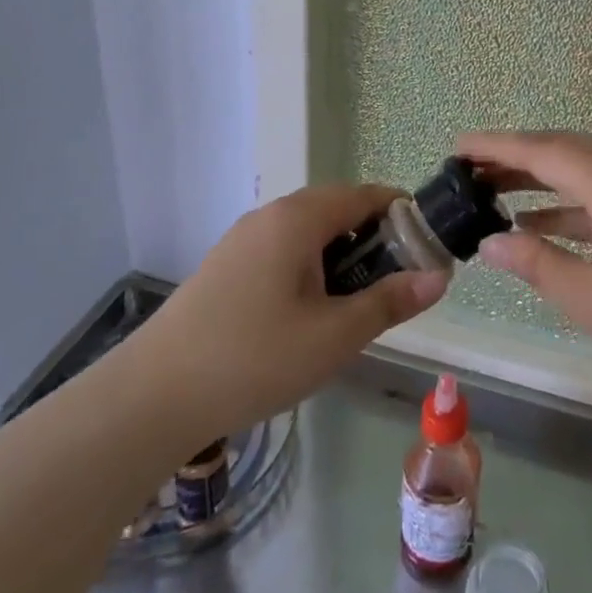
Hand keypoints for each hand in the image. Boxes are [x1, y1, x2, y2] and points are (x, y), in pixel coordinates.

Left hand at [135, 185, 448, 440]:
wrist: (152, 397)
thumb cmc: (255, 359)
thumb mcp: (335, 335)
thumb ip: (390, 301)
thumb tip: (439, 276)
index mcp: (298, 218)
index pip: (365, 195)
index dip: (402, 215)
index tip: (426, 249)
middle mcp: (269, 216)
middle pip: (336, 210)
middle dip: (373, 240)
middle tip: (392, 286)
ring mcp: (242, 240)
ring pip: (308, 233)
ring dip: (340, 257)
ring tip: (352, 306)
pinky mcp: (224, 266)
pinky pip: (281, 252)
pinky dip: (308, 269)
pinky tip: (306, 316)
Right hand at [459, 131, 591, 422]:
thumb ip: (539, 265)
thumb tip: (491, 242)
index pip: (541, 150)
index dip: (494, 146)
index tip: (456, 146)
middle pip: (565, 149)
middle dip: (516, 158)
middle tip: (470, 171)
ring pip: (589, 168)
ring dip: (545, 180)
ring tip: (497, 195)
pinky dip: (576, 203)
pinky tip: (548, 225)